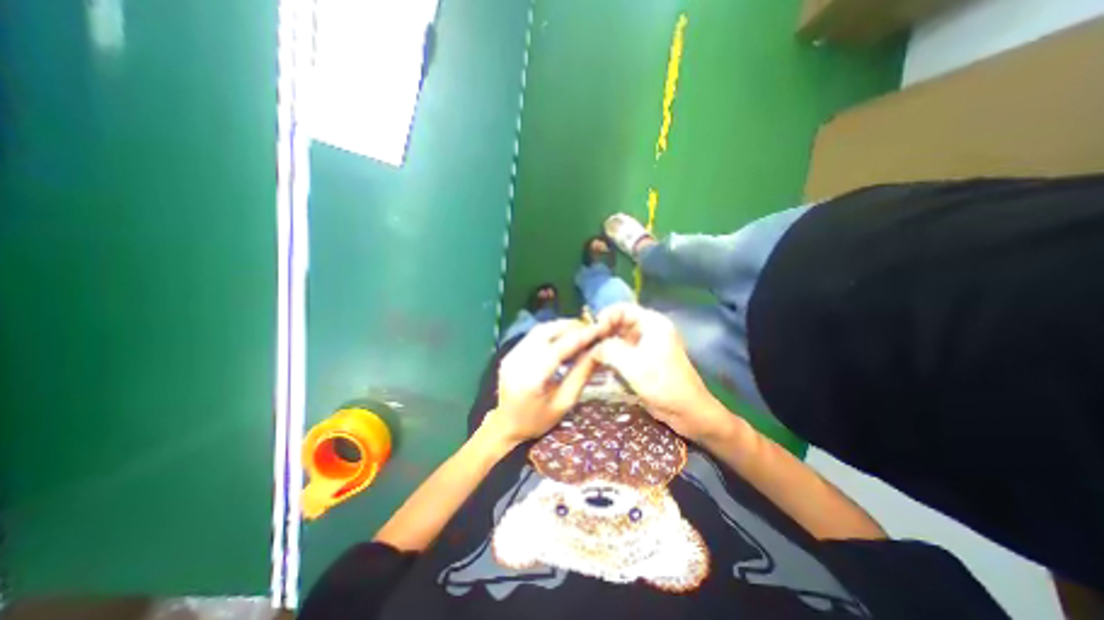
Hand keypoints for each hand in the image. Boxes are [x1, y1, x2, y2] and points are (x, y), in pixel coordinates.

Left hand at [483, 322, 602, 447]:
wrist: (506, 425)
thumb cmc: (538, 420)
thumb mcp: (564, 402)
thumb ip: (581, 374)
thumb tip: (599, 351)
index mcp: (531, 379)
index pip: (558, 349)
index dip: (581, 337)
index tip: (599, 329)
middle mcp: (517, 362)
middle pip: (546, 332)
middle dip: (570, 327)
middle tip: (591, 329)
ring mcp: (511, 355)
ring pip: (539, 330)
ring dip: (561, 327)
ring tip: (580, 331)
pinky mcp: (510, 353)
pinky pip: (533, 336)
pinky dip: (551, 332)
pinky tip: (563, 337)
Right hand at [596, 303, 724, 443]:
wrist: (687, 411)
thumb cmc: (663, 383)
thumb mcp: (632, 364)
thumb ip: (609, 350)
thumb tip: (592, 348)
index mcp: (652, 323)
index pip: (622, 309)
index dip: (605, 317)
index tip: (592, 333)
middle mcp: (648, 329)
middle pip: (619, 322)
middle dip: (603, 332)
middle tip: (587, 345)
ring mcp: (645, 345)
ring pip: (618, 337)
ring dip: (604, 344)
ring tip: (589, 355)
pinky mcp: (642, 359)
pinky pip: (622, 351)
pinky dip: (610, 355)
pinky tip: (598, 363)